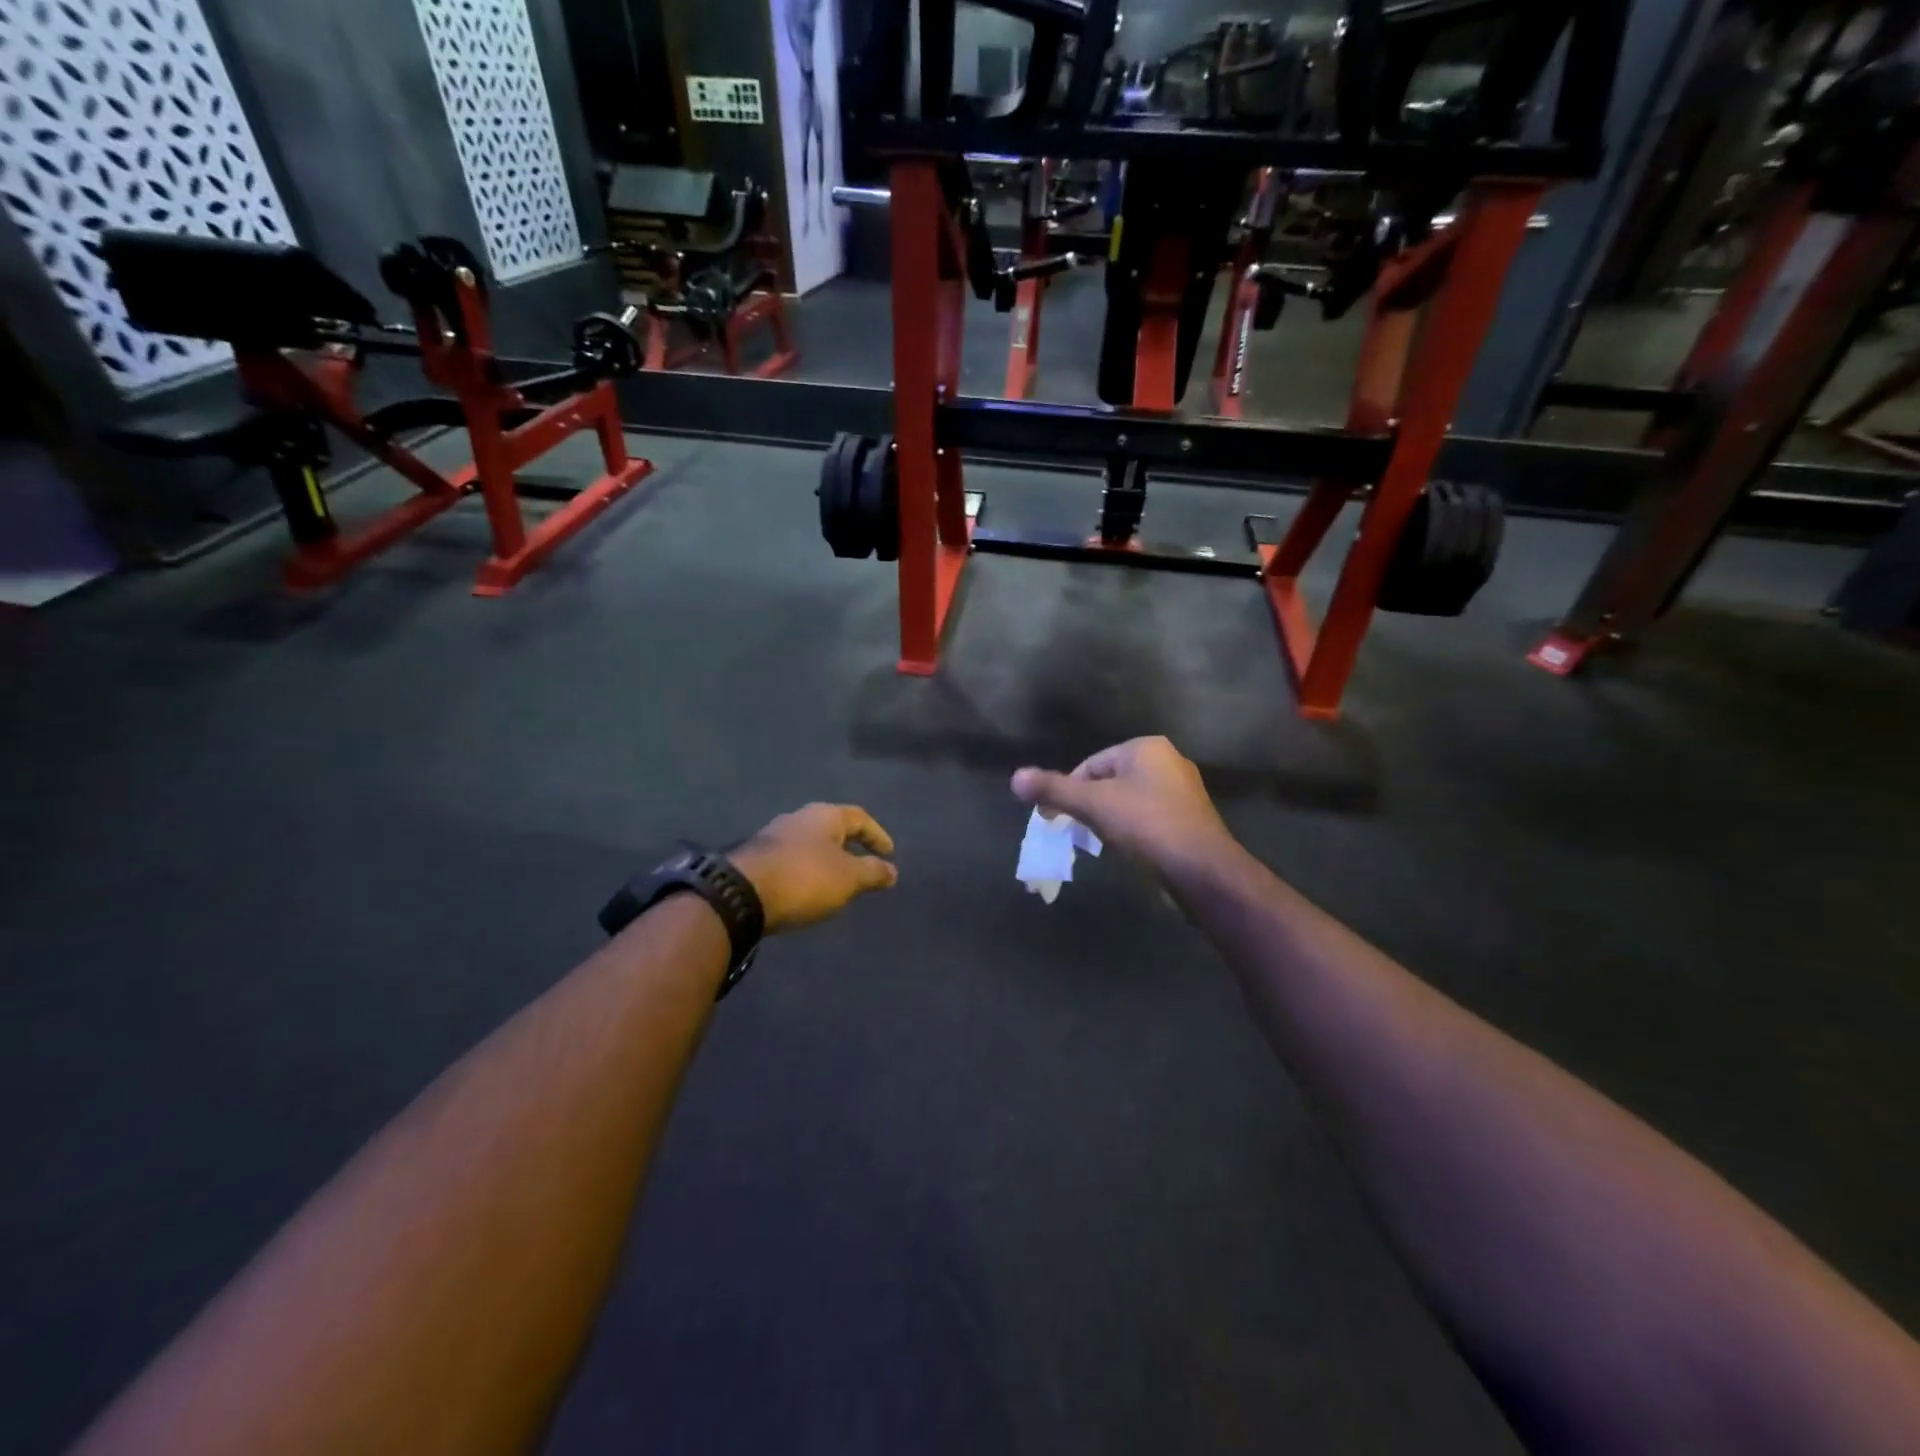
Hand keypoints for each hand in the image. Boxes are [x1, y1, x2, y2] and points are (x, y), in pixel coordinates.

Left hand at [731, 804, 898, 933]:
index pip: (860, 818)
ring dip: (827, 859)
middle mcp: (799, 817)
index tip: (889, 854)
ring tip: (838, 881)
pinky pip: (792, 859)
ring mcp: (774, 835)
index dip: (878, 835)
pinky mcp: (756, 857)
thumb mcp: (848, 878)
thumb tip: (892, 870)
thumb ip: (873, 872)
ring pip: (810, 843)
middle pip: (833, 828)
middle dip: (850, 846)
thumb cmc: (805, 878)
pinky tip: (808, 888)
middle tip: (864, 865)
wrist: (741, 894)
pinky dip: (807, 870)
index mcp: (825, 815)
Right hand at [1011, 737, 1236, 873]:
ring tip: (1099, 843)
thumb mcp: (1092, 805)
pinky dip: (1132, 831)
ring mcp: (1183, 792)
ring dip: (1109, 820)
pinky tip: (1127, 851)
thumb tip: (1015, 778)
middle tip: (1075, 832)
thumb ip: (1053, 790)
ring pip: (1129, 801)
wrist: (1202, 870)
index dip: (1068, 791)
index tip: (1056, 819)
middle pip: (1109, 781)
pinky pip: (1149, 818)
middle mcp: (1168, 761)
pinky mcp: (1190, 820)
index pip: (1090, 764)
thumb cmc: (1146, 826)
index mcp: (1146, 748)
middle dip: (1088, 806)